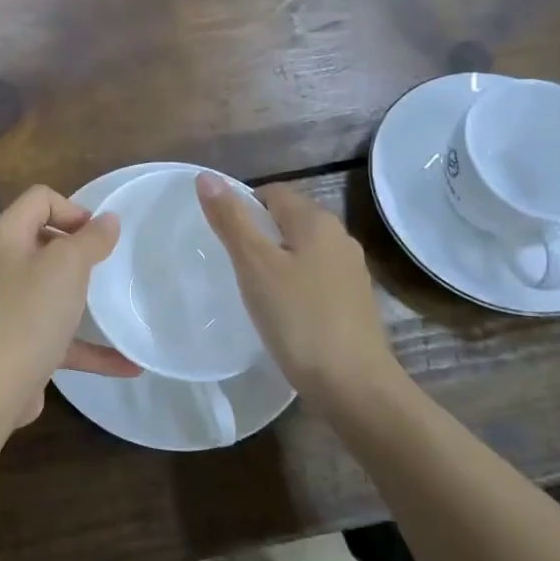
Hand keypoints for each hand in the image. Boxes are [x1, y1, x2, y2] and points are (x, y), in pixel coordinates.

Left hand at [0, 185, 141, 428]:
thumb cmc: (30, 313)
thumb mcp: (67, 265)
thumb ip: (91, 239)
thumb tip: (108, 219)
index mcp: (7, 235)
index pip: (40, 198)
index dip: (73, 209)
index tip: (99, 236)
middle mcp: (3, 264)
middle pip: (45, 240)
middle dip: (80, 250)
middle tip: (109, 265)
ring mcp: (9, 305)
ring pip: (52, 289)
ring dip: (85, 297)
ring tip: (118, 302)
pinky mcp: (20, 342)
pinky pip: (60, 335)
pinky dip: (89, 345)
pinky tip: (127, 363)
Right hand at [195, 173, 400, 400]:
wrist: (353, 385)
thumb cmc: (298, 318)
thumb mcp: (255, 265)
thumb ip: (231, 219)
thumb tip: (206, 176)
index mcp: (316, 220)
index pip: (271, 192)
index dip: (242, 206)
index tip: (221, 238)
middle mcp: (339, 237)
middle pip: (288, 219)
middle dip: (258, 234)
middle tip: (230, 263)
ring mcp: (350, 270)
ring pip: (301, 250)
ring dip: (275, 260)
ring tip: (250, 288)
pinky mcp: (353, 301)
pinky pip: (313, 277)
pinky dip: (293, 284)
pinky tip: (279, 310)